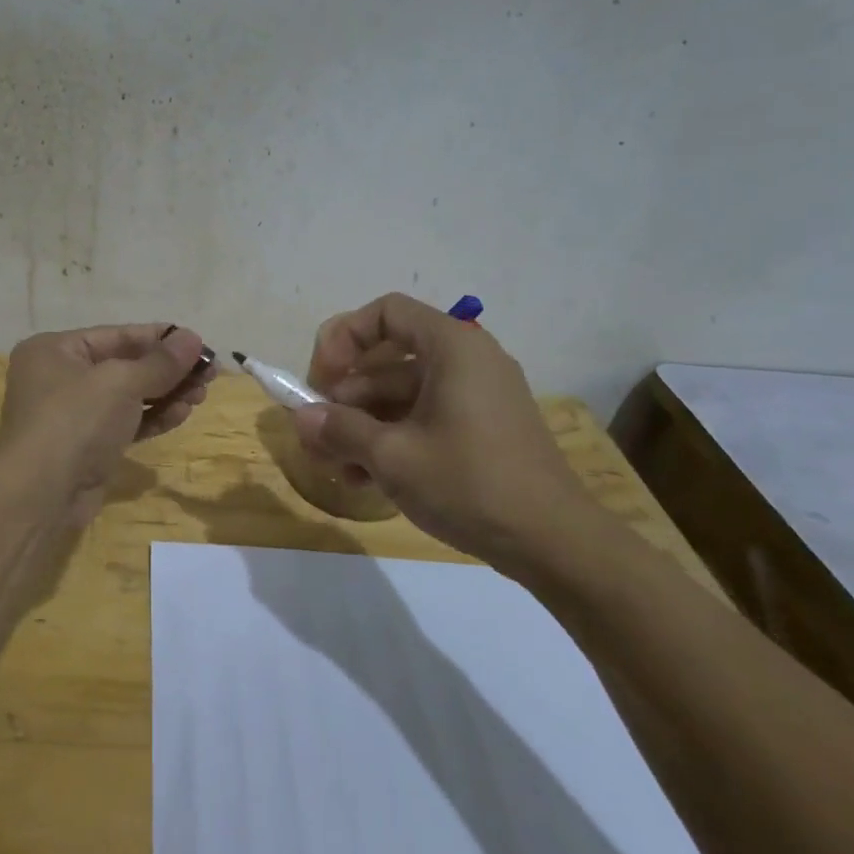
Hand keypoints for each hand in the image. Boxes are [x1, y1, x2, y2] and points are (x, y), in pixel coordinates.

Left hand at [0, 323, 211, 525]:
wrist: (41, 495)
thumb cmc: (76, 421)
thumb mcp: (121, 382)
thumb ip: (161, 361)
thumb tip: (194, 338)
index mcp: (56, 350)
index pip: (118, 335)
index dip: (161, 338)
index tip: (200, 344)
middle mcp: (60, 377)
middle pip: (125, 365)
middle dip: (168, 370)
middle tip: (209, 374)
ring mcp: (73, 414)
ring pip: (128, 396)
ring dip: (166, 394)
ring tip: (201, 396)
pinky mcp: (87, 446)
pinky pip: (125, 423)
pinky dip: (153, 418)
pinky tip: (182, 414)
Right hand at [292, 293, 601, 573]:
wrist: (552, 541)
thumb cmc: (468, 483)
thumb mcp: (392, 456)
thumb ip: (340, 429)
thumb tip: (301, 416)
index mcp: (452, 347)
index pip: (385, 313)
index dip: (343, 338)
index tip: (321, 381)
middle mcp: (466, 360)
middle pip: (388, 359)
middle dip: (345, 395)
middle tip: (316, 434)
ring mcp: (475, 396)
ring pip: (401, 395)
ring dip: (361, 424)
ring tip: (334, 465)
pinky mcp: (480, 429)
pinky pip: (424, 418)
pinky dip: (391, 439)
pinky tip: (364, 479)